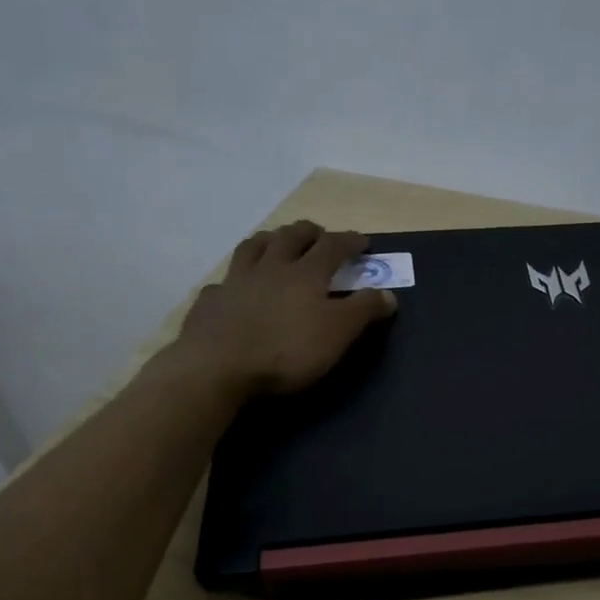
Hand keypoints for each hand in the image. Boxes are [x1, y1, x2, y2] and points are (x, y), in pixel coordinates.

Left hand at [169, 221, 397, 397]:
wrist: (217, 367)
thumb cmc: (287, 350)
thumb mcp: (338, 333)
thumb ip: (363, 310)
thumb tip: (388, 294)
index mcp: (306, 274)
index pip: (333, 246)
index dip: (350, 241)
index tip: (363, 241)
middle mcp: (270, 267)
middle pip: (290, 237)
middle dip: (309, 232)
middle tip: (318, 234)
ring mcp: (236, 281)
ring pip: (253, 248)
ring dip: (269, 240)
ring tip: (275, 242)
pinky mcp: (211, 302)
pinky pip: (224, 282)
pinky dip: (235, 279)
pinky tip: (235, 288)